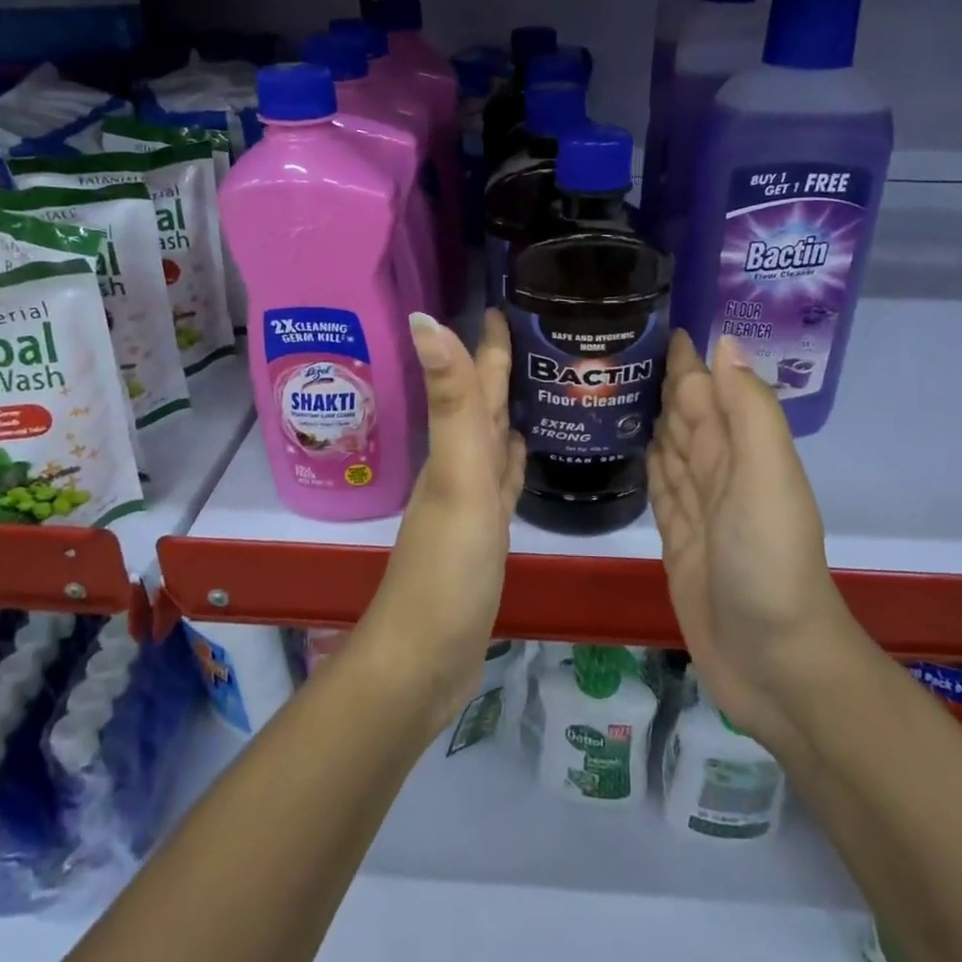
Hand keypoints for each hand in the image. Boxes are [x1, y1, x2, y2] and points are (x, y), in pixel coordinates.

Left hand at [357, 310, 524, 728]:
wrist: (425, 658)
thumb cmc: (447, 566)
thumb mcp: (457, 477)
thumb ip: (451, 401)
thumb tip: (423, 316)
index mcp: (456, 449)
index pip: (475, 383)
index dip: (487, 344)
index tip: (505, 303)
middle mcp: (459, 468)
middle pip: (482, 407)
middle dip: (501, 369)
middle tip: (534, 334)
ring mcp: (471, 504)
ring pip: (491, 442)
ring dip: (508, 412)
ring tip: (538, 384)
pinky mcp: (484, 537)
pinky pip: (502, 483)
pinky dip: (512, 462)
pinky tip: (524, 453)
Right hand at [647, 330, 860, 757]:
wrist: (774, 662)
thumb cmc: (769, 562)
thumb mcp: (767, 477)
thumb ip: (748, 411)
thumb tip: (722, 343)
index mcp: (741, 450)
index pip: (707, 389)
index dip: (686, 357)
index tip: (652, 319)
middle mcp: (719, 472)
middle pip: (684, 414)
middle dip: (659, 380)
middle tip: (612, 346)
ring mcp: (697, 508)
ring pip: (668, 447)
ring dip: (647, 416)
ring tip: (610, 386)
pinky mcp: (676, 540)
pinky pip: (658, 488)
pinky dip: (645, 463)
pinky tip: (627, 447)